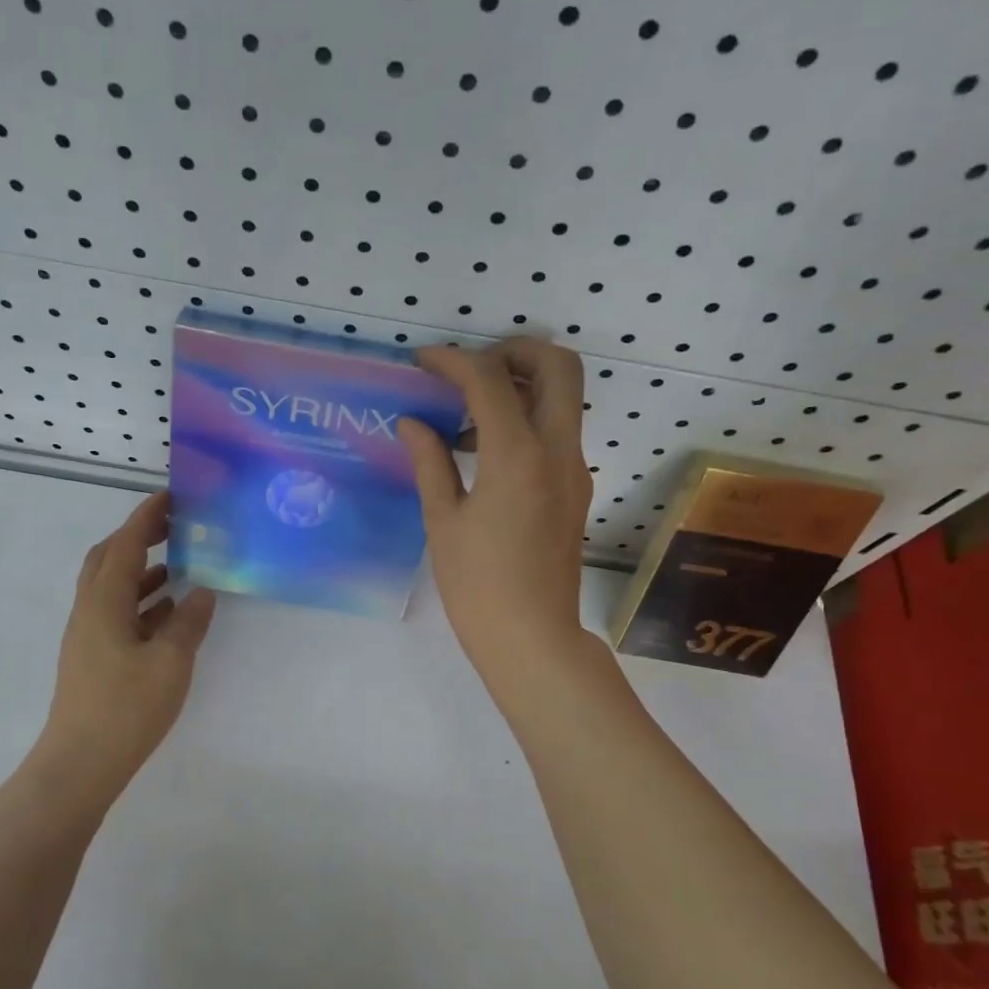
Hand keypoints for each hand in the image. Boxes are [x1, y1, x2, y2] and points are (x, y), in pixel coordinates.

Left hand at [38, 492, 216, 789]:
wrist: (81, 762)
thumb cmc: (126, 707)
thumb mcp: (170, 662)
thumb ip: (189, 622)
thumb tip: (202, 590)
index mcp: (104, 601)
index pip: (126, 544)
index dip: (147, 516)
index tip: (172, 495)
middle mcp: (89, 610)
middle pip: (109, 558)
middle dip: (139, 537)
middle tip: (174, 527)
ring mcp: (87, 635)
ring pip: (113, 588)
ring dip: (142, 571)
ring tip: (179, 567)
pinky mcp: (92, 658)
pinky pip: (117, 614)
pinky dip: (141, 603)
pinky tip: (168, 614)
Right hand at [399, 338, 596, 688]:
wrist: (532, 637)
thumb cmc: (476, 586)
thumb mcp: (443, 521)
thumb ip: (430, 462)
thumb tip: (413, 423)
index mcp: (518, 457)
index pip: (489, 380)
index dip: (453, 360)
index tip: (423, 362)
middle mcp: (558, 451)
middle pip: (557, 365)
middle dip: (513, 351)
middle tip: (469, 370)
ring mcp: (575, 469)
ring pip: (563, 397)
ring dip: (521, 386)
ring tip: (467, 416)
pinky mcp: (576, 488)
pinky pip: (558, 431)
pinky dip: (527, 419)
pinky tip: (485, 452)